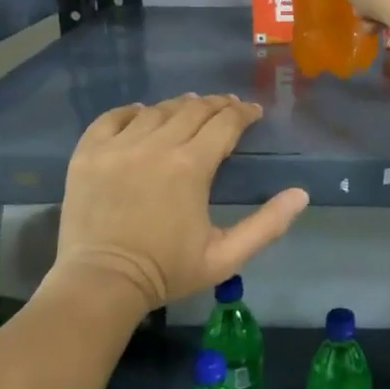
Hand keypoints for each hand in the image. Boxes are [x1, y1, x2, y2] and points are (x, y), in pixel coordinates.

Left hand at [54, 95, 308, 313]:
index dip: (243, 113)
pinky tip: (142, 114)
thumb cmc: (167, 272)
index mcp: (191, 166)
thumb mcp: (227, 257)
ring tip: (190, 108)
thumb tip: (300, 194)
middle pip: (193, 109)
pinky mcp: (88, 154)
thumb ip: (267, 225)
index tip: (253, 113)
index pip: (225, 123)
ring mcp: (118, 147)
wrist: (102, 284)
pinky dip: (131, 111)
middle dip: (217, 105)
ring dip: (179, 106)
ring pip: (156, 110)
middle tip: (228, 108)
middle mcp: (155, 146)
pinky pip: (112, 118)